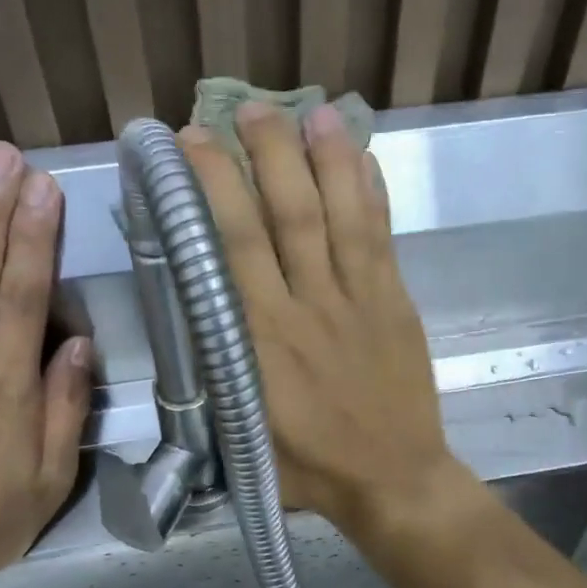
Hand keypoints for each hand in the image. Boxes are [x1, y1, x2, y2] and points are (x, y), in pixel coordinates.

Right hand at [179, 103, 462, 537]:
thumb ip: (216, 371)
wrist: (394, 479)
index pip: (233, 247)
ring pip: (340, 215)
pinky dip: (372, 193)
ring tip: (308, 111)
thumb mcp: (241, 431)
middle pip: (287, 215)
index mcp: (263, 341)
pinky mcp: (396, 302)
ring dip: (324, 158)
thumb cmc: (308, 466)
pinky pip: (382, 238)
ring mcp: (360, 300)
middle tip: (244, 108)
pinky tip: (362, 156)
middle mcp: (310, 307)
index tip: (192, 145)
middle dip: (264, 155)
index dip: (213, 188)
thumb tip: (191, 313)